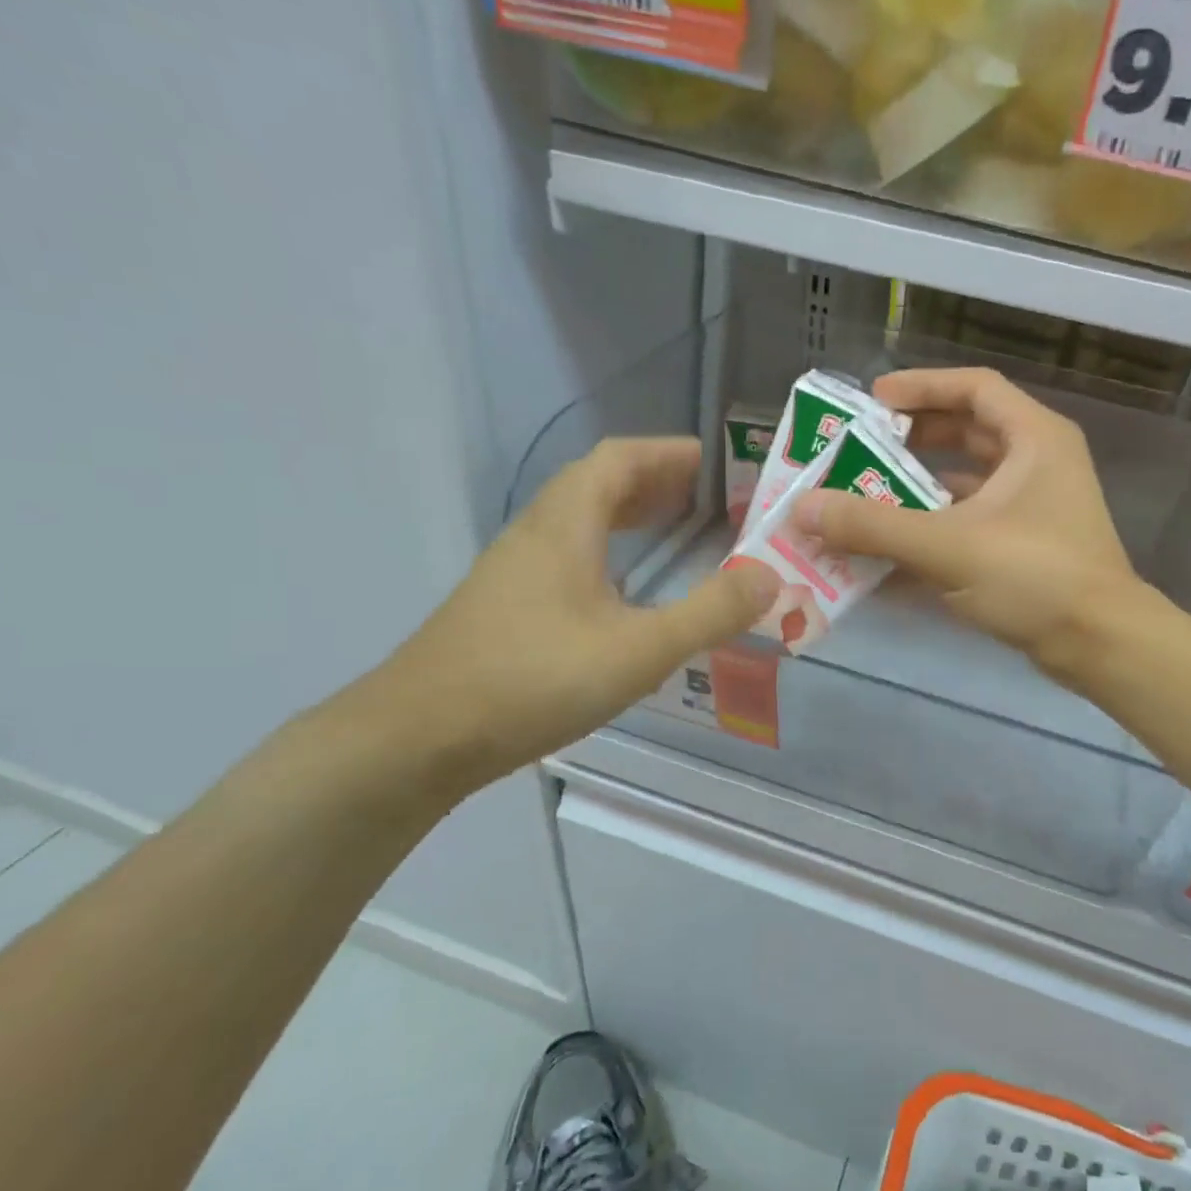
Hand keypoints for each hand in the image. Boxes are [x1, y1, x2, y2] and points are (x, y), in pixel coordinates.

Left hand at [373, 438, 778, 793]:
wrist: (418, 738)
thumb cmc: (534, 679)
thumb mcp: (640, 648)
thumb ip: (711, 612)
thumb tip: (772, 577)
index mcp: (566, 523)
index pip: (620, 458)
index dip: (671, 452)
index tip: (721, 463)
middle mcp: (537, 532)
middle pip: (600, 483)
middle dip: (658, 481)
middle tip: (711, 499)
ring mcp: (516, 569)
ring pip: (581, 520)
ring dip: (631, 514)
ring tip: (678, 530)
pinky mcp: (507, 605)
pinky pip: (569, 554)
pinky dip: (609, 550)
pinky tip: (627, 589)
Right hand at [792, 368, 1141, 678]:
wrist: (1100, 645)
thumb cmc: (1035, 577)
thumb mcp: (948, 546)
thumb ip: (873, 526)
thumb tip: (802, 508)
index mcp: (1033, 438)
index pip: (973, 387)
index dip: (921, 387)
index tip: (872, 401)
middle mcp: (1038, 463)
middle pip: (968, 431)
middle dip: (912, 440)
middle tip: (861, 449)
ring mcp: (1035, 507)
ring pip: (968, 482)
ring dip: (918, 488)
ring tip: (865, 497)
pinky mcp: (1028, 546)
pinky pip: (972, 522)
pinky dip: (934, 529)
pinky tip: (892, 549)